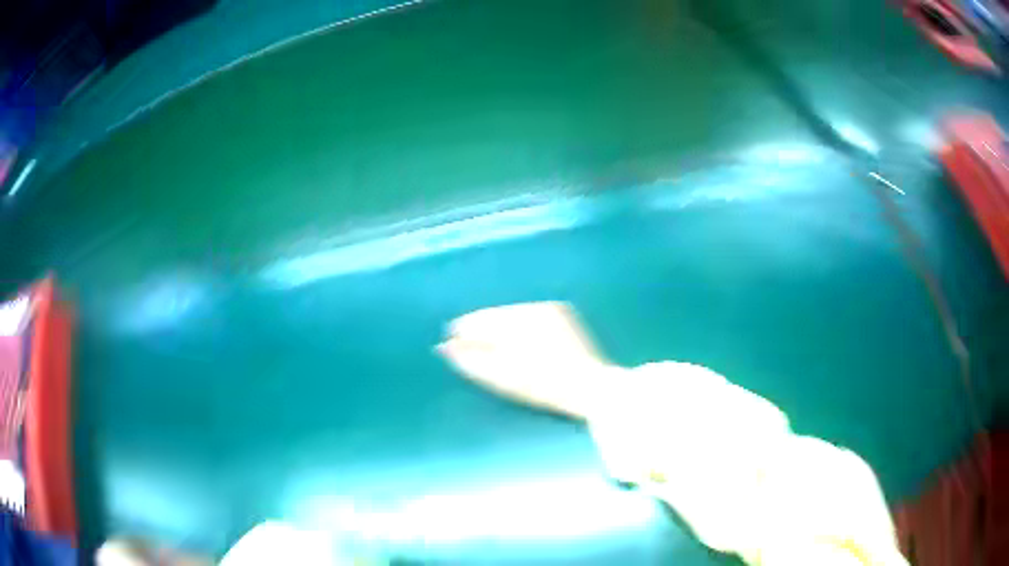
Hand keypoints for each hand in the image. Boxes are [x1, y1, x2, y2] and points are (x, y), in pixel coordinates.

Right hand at [437, 302, 609, 418]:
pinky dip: (518, 324)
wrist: (588, 386)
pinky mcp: (560, 312)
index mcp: (514, 321)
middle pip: (493, 314)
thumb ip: (470, 360)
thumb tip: (444, 347)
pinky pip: (528, 313)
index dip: (462, 331)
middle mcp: (529, 307)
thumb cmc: (542, 387)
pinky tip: (518, 339)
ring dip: (499, 325)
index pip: (477, 320)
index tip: (451, 341)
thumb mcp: (501, 378)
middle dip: (480, 328)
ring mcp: (547, 308)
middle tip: (468, 344)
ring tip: (492, 343)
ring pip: (511, 312)